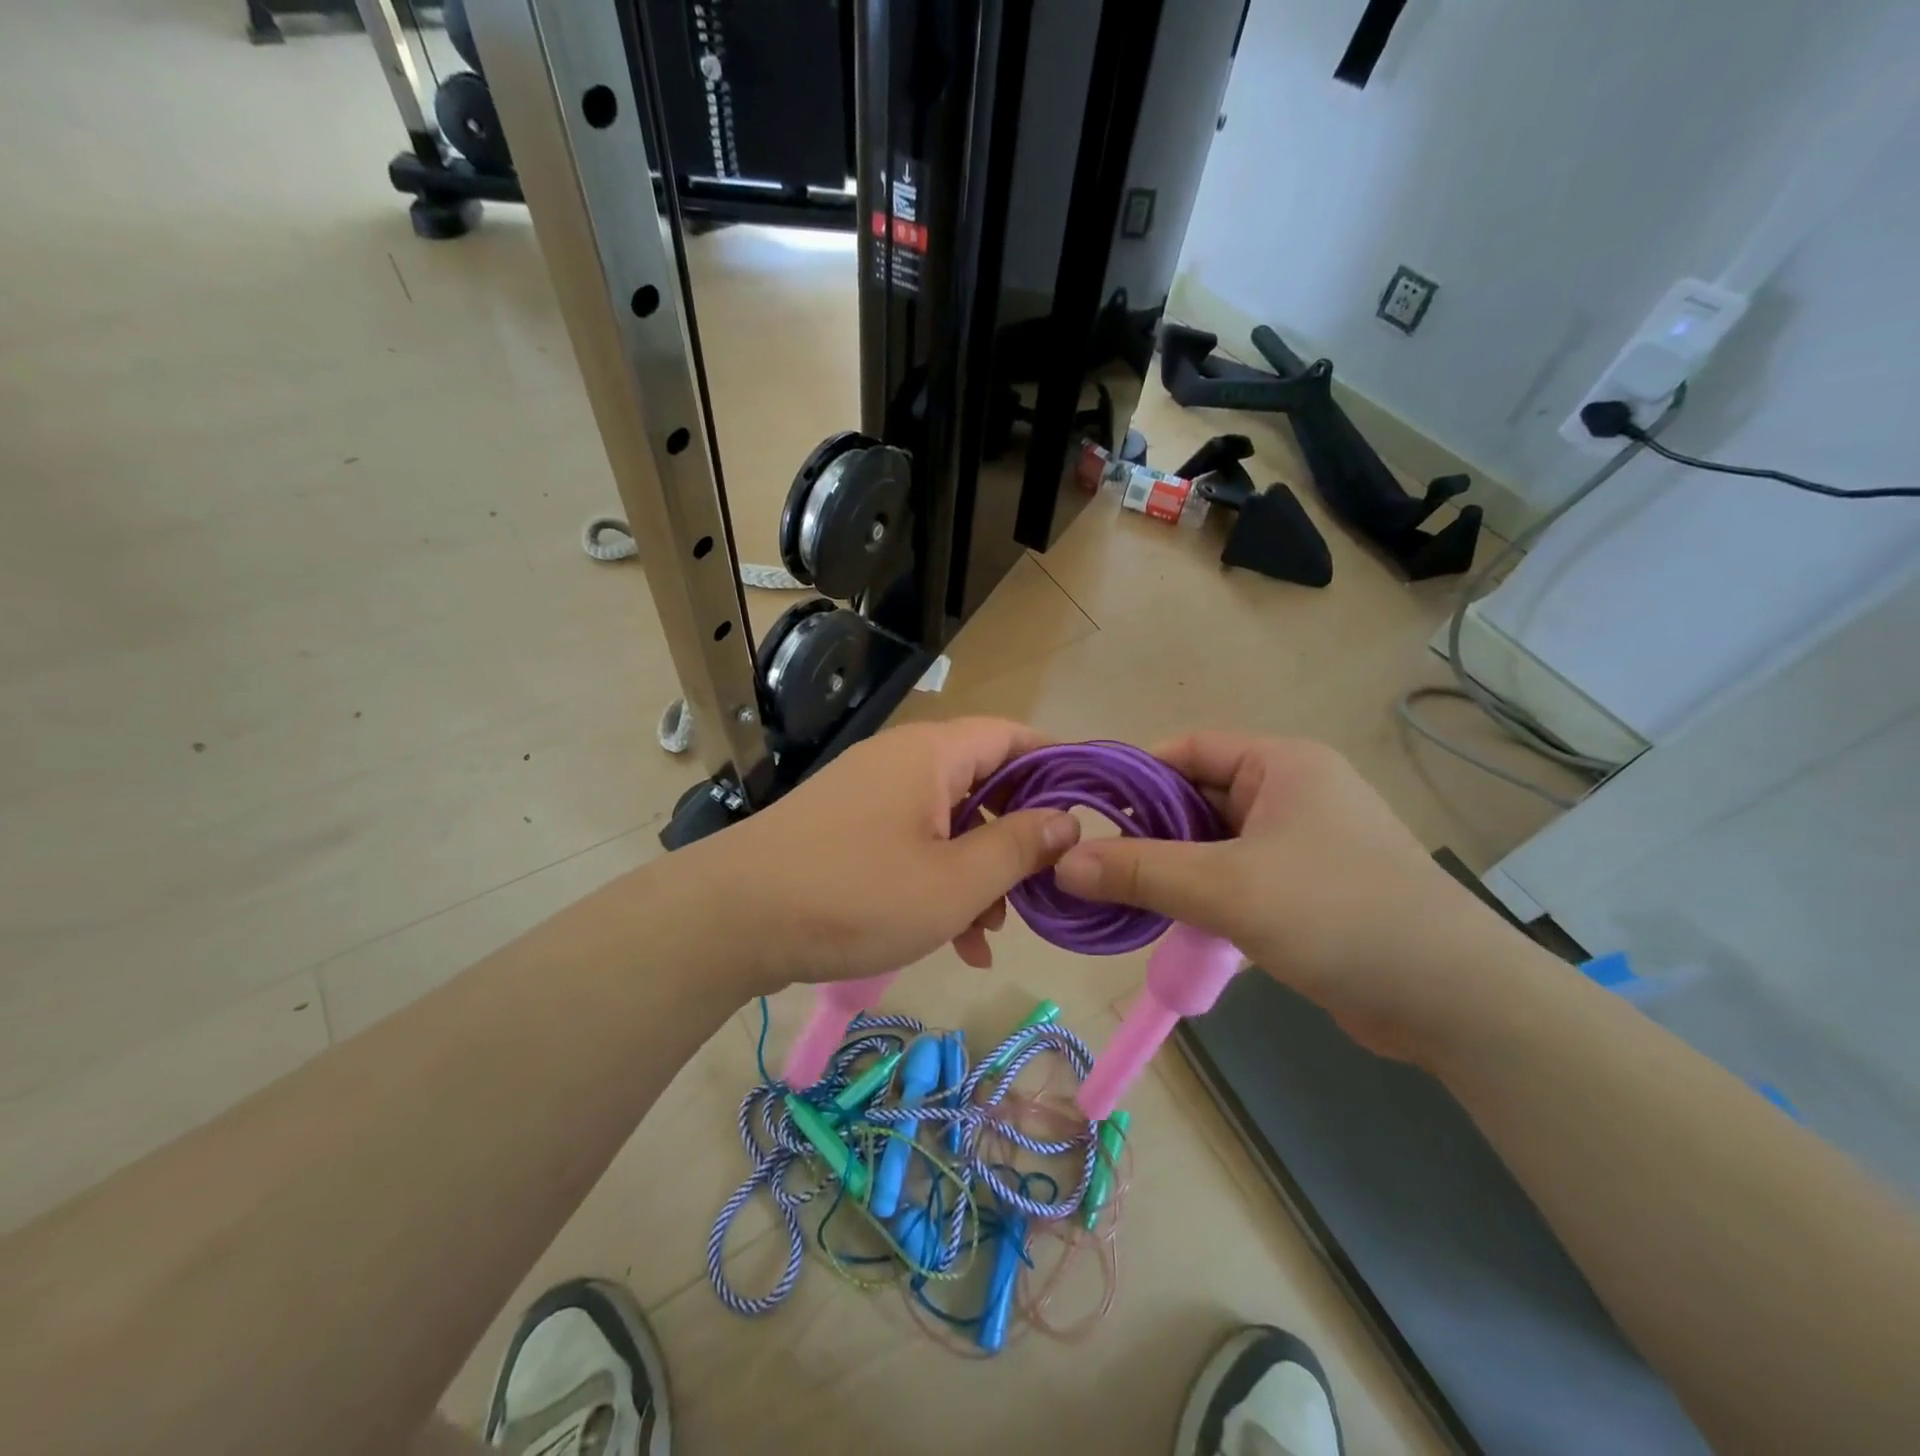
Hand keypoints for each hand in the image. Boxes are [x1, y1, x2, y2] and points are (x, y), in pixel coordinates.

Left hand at [688, 718, 1081, 991]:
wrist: (731, 919)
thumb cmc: (854, 895)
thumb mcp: (954, 882)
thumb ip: (1019, 846)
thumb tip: (1068, 819)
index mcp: (932, 753)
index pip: (1014, 736)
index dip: (1059, 766)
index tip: (1092, 810)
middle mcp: (902, 760)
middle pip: (983, 783)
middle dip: (1017, 837)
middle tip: (1042, 889)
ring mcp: (870, 794)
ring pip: (948, 821)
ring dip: (978, 871)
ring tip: (991, 932)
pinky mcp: (846, 828)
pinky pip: (911, 842)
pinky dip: (938, 880)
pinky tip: (952, 940)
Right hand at [1051, 732, 1522, 1063]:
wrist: (1453, 1001)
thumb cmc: (1338, 915)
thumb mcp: (1228, 888)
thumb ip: (1142, 872)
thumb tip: (1063, 865)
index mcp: (1281, 764)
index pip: (1186, 749)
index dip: (1132, 774)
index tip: (1083, 811)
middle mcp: (1291, 791)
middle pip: (1196, 797)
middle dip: (1146, 829)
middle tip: (1091, 862)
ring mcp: (1301, 841)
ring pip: (1212, 842)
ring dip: (1171, 867)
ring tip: (1118, 893)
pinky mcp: (1306, 887)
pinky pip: (1234, 876)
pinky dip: (1200, 893)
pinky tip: (1167, 919)